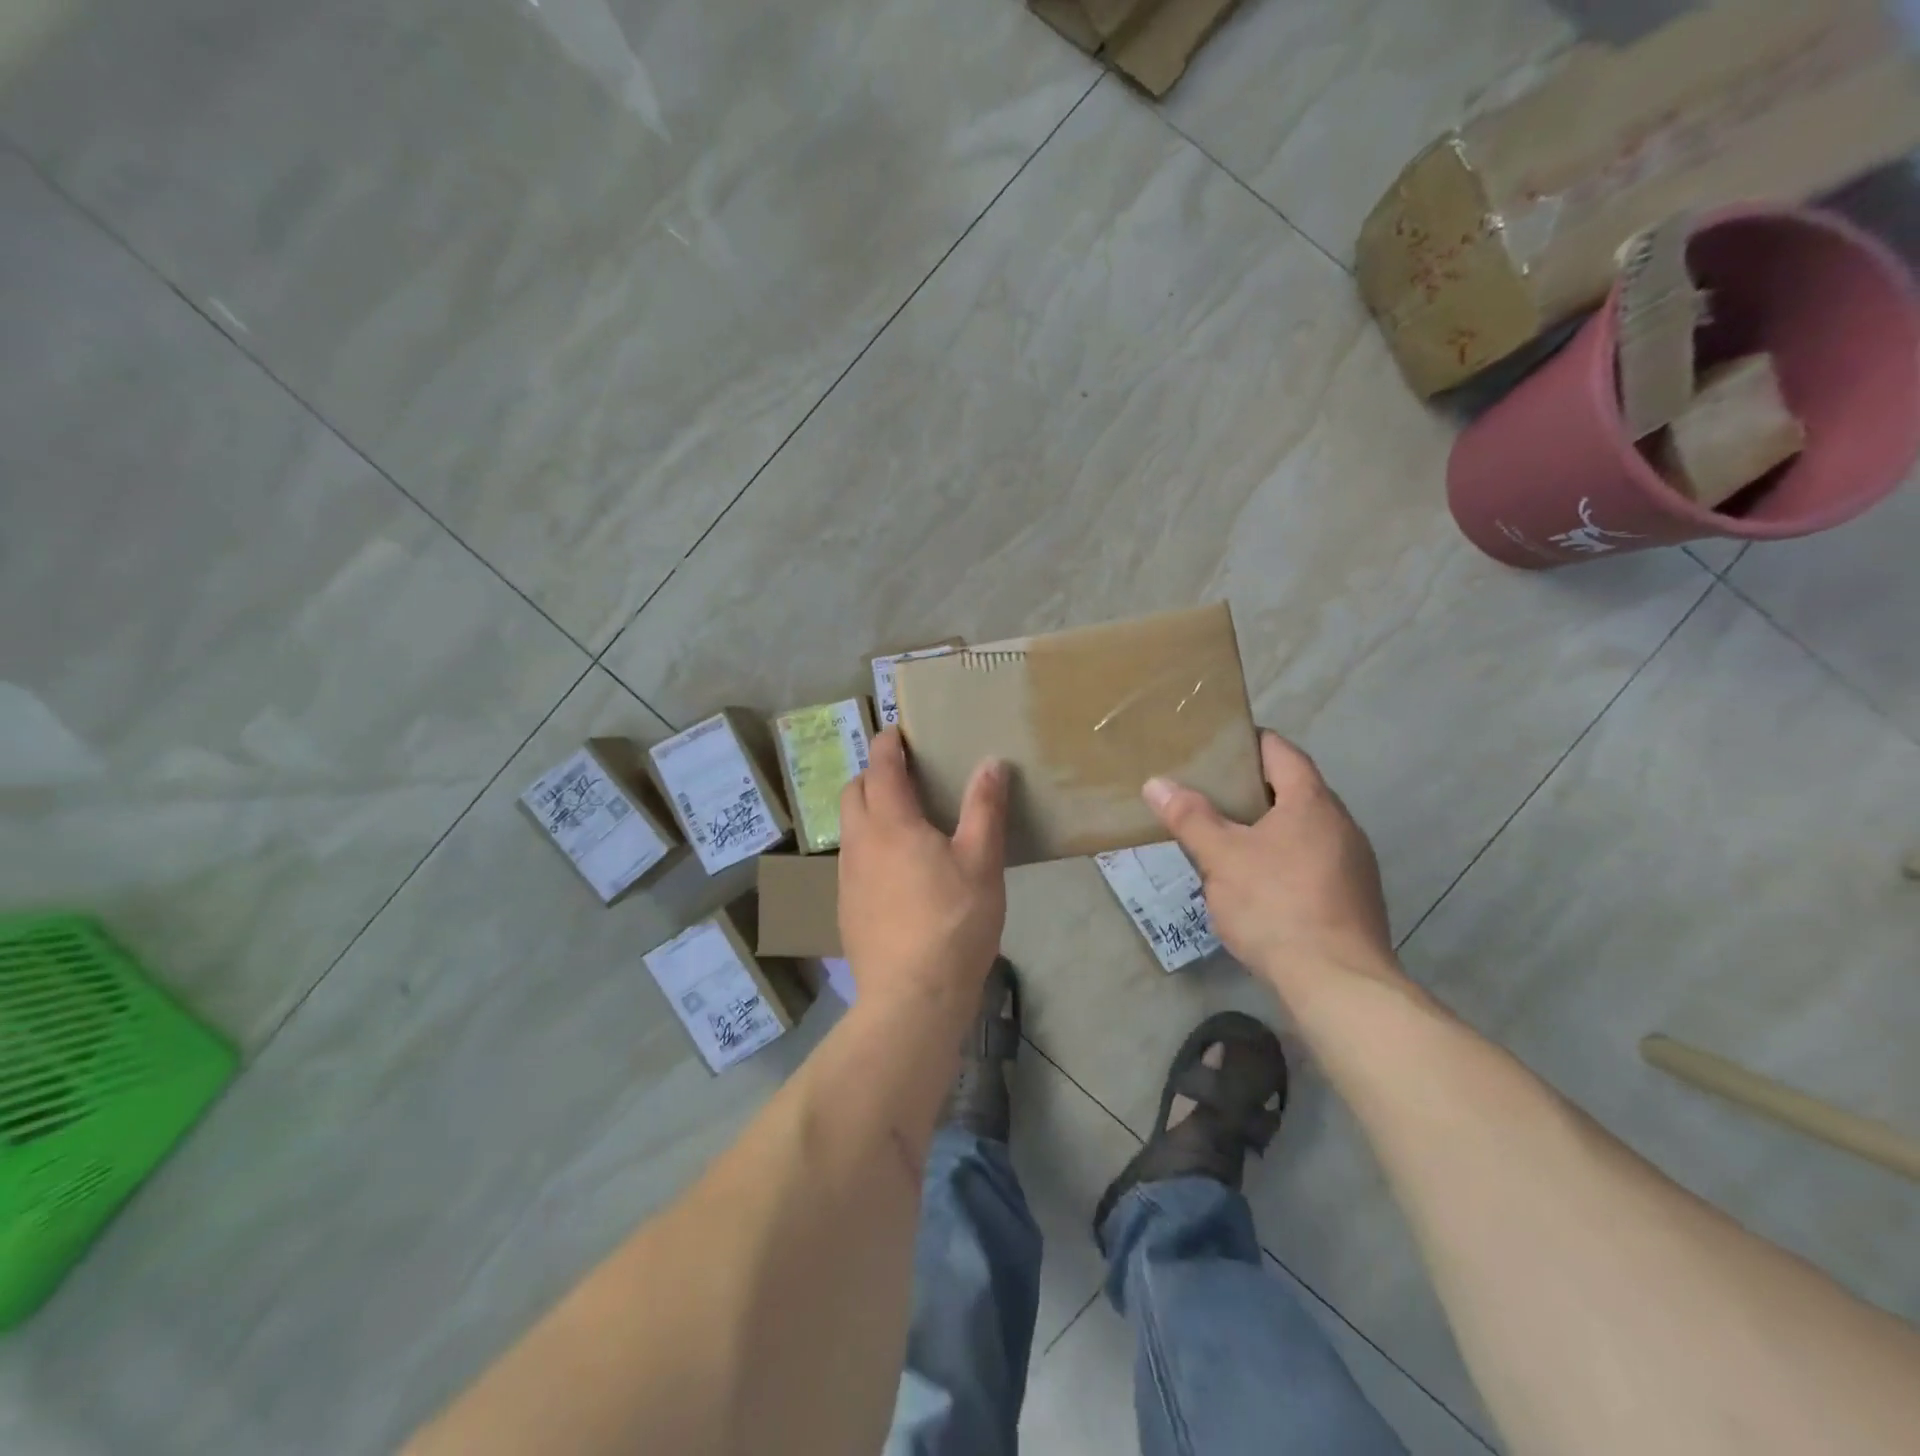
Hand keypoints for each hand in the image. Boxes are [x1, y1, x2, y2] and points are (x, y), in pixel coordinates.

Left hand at [838, 729, 1008, 1012]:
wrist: (912, 997)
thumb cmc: (953, 923)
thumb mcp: (981, 862)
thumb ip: (985, 809)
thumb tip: (991, 763)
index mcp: (890, 824)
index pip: (881, 767)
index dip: (887, 744)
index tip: (897, 732)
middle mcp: (860, 843)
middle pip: (853, 792)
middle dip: (872, 774)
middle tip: (903, 775)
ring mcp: (846, 877)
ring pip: (849, 827)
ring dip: (867, 810)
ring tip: (901, 819)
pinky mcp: (845, 907)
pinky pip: (852, 859)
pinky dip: (868, 845)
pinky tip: (895, 870)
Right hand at [1144, 730, 1399, 999]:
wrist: (1338, 983)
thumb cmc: (1276, 905)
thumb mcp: (1221, 857)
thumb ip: (1190, 817)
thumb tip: (1156, 783)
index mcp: (1312, 802)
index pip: (1281, 751)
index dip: (1248, 742)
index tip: (1215, 747)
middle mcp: (1341, 824)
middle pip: (1293, 789)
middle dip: (1251, 788)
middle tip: (1208, 793)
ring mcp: (1353, 863)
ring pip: (1303, 828)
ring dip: (1268, 827)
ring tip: (1226, 837)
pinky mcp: (1354, 898)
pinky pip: (1313, 861)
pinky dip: (1284, 858)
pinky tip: (1257, 883)